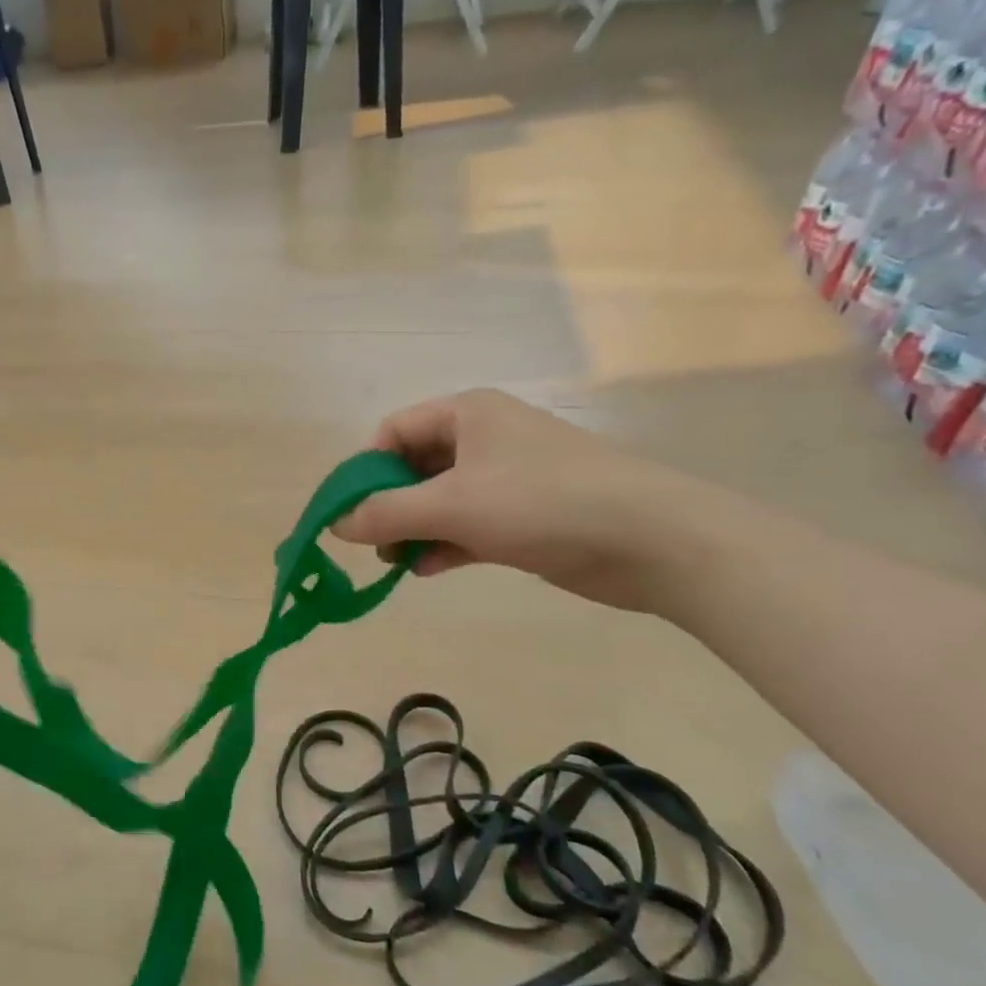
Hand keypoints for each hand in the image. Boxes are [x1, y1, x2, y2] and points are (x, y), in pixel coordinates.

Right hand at [331, 390, 710, 612]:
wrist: (649, 539)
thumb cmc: (541, 502)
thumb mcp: (451, 504)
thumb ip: (386, 513)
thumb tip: (336, 524)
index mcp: (466, 415)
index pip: (394, 431)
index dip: (364, 469)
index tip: (348, 512)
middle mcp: (483, 439)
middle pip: (413, 467)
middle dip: (387, 505)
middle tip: (371, 543)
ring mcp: (505, 479)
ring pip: (438, 501)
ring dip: (412, 530)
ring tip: (395, 562)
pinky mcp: (522, 517)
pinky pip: (465, 526)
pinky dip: (442, 545)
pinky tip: (426, 570)